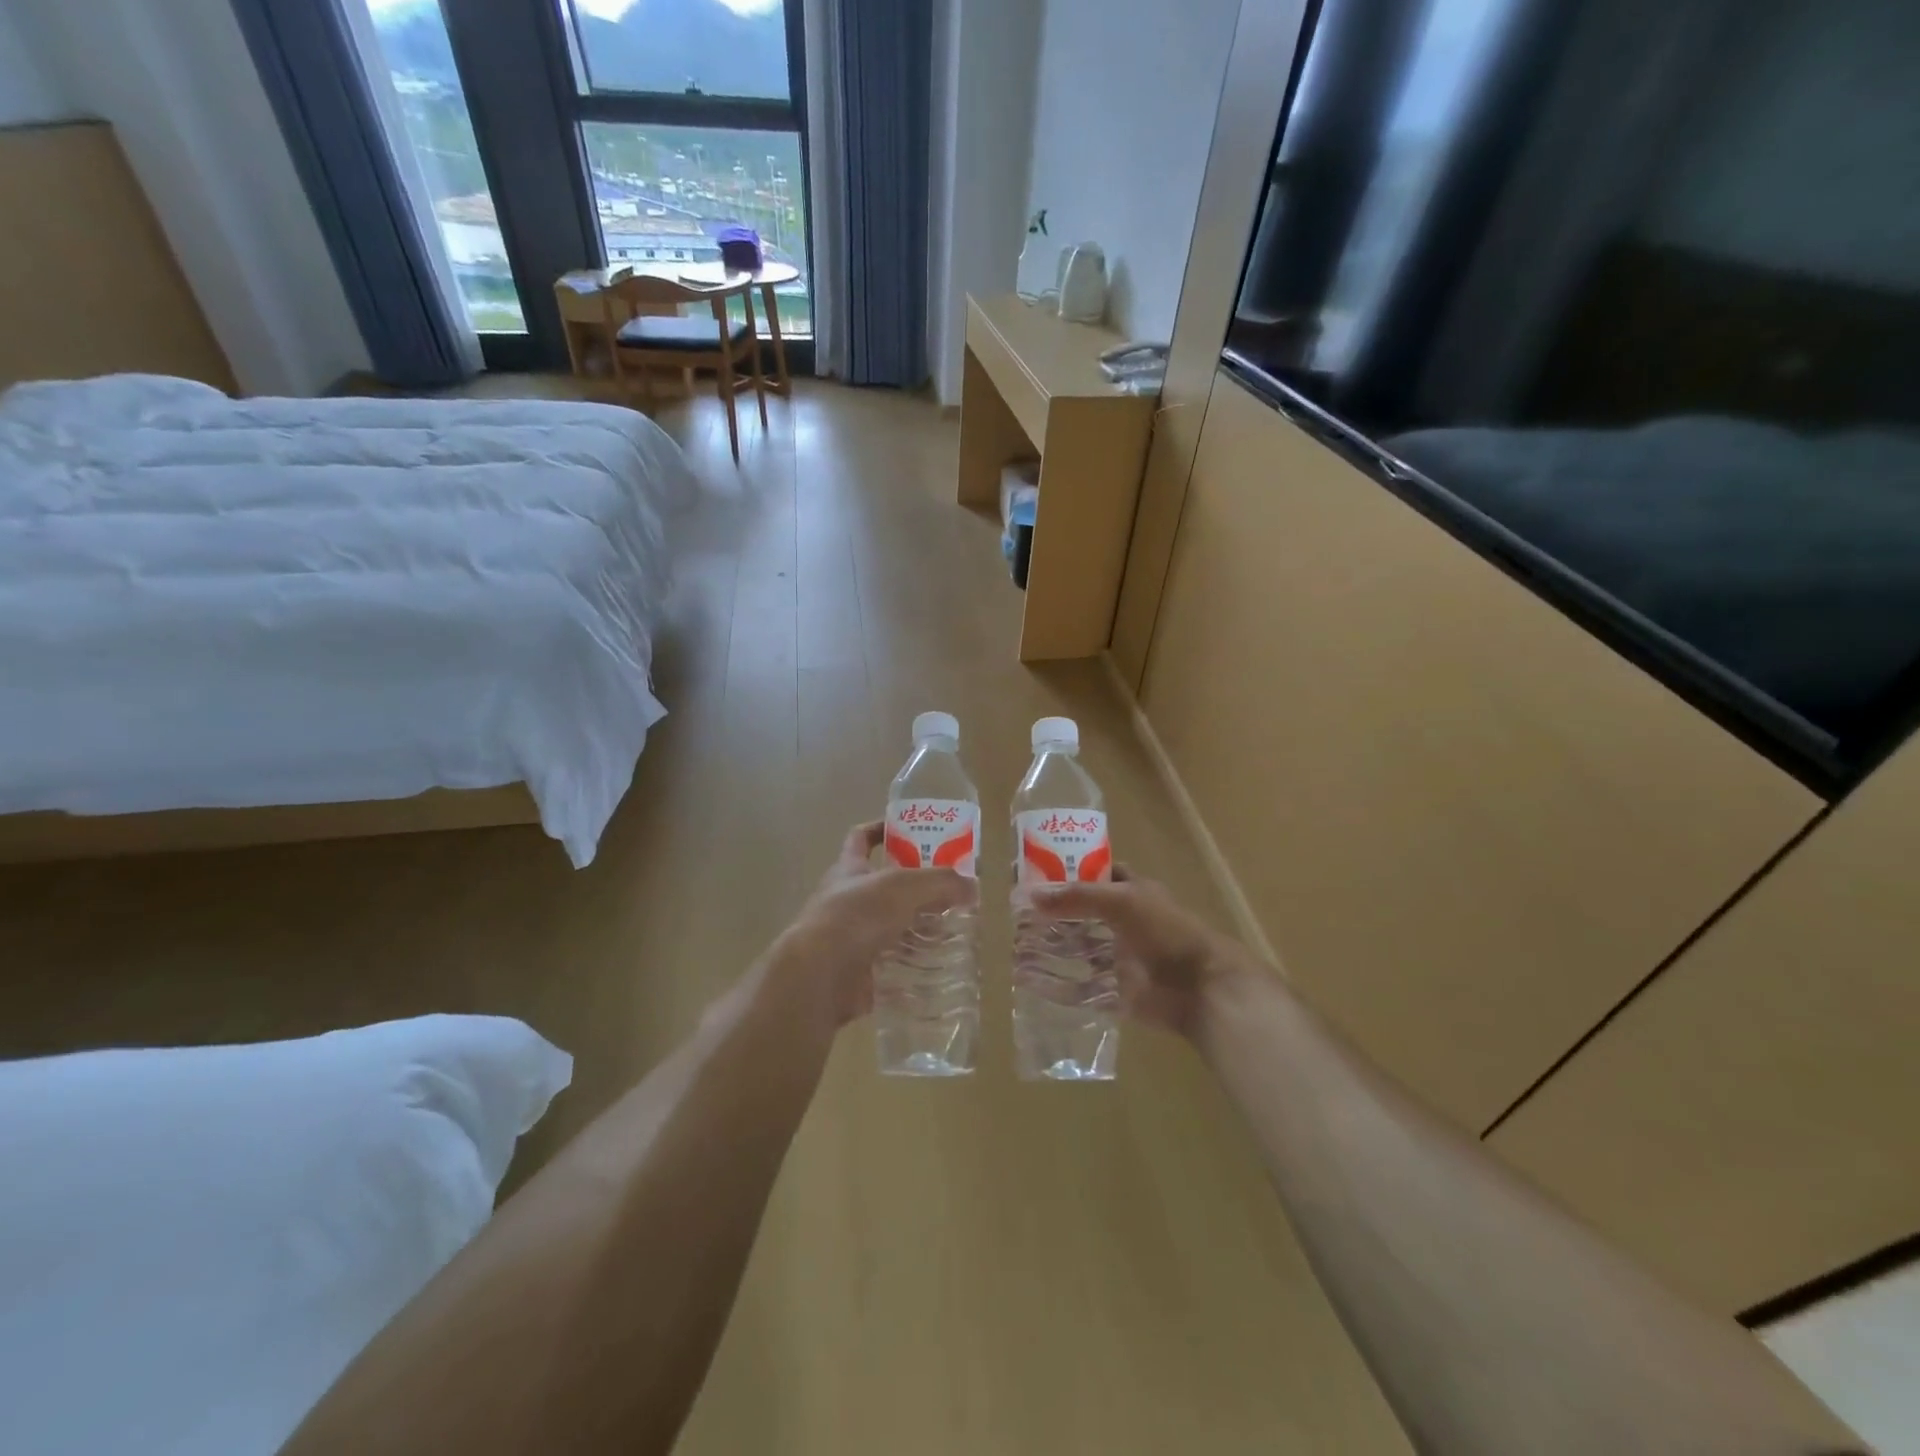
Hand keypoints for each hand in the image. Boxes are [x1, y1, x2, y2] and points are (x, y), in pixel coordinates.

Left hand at [777, 821, 975, 1028]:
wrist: (820, 974)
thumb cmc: (857, 915)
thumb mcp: (904, 886)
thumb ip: (941, 882)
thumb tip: (972, 886)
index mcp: (850, 868)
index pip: (861, 838)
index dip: (881, 829)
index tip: (910, 830)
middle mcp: (847, 899)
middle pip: (885, 887)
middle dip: (917, 889)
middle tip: (950, 892)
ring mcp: (851, 936)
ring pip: (892, 927)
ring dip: (919, 929)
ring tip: (953, 932)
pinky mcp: (859, 971)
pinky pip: (893, 964)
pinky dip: (914, 966)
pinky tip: (940, 967)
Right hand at [1032, 867, 1250, 1040]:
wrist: (1200, 988)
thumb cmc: (1167, 932)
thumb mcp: (1122, 901)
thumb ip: (1078, 896)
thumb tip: (1033, 895)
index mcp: (1132, 891)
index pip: (1097, 873)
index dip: (1070, 870)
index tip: (1036, 872)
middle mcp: (1124, 921)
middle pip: (1083, 912)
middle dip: (1055, 913)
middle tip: (1018, 913)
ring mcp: (1120, 956)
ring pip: (1080, 948)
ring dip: (1054, 948)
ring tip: (1018, 946)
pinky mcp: (1116, 989)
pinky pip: (1083, 986)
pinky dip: (1061, 985)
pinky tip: (1034, 980)